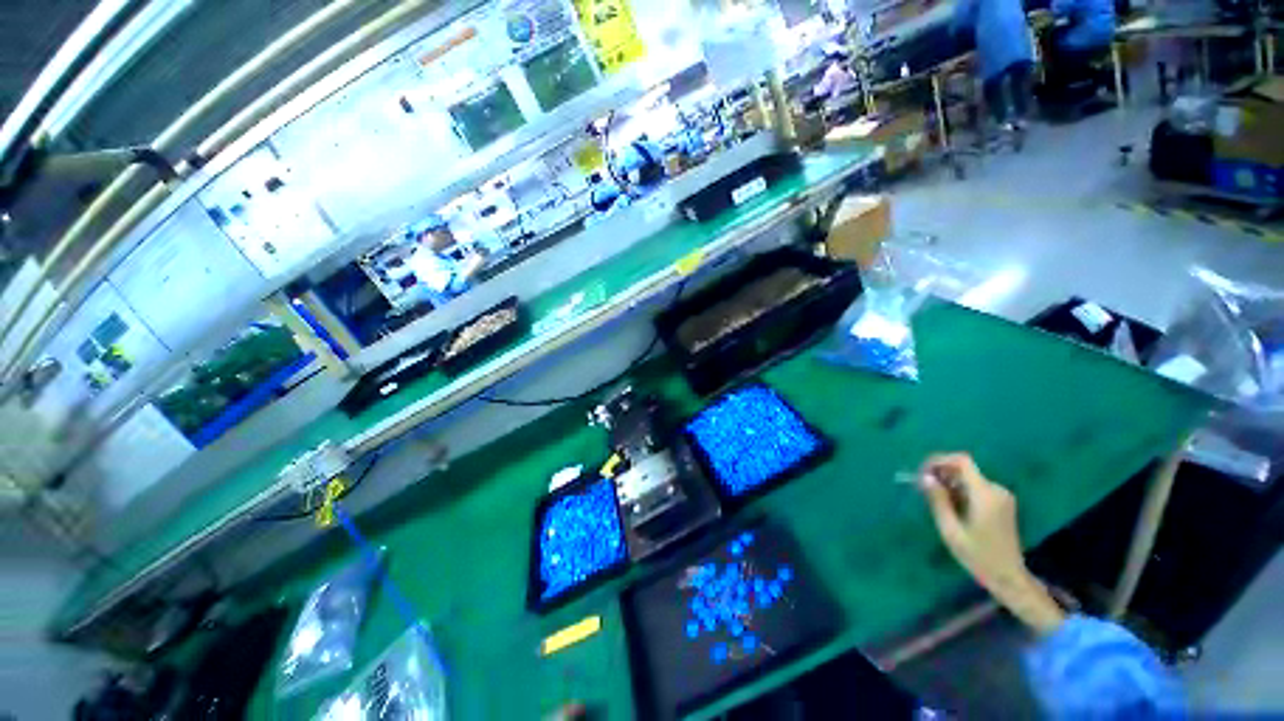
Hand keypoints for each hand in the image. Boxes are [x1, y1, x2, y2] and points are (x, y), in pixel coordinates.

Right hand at [920, 453, 1065, 635]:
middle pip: (964, 468)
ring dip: (949, 483)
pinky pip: (975, 487)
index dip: (939, 460)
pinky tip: (949, 505)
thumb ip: (938, 501)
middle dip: (941, 473)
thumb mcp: (951, 530)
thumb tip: (926, 477)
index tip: (922, 472)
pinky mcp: (1001, 503)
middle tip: (922, 487)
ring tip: (932, 498)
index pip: (962, 461)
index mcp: (985, 495)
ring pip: (968, 478)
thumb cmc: (978, 556)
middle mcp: (996, 490)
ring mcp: (1001, 496)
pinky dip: (959, 490)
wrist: (1009, 577)